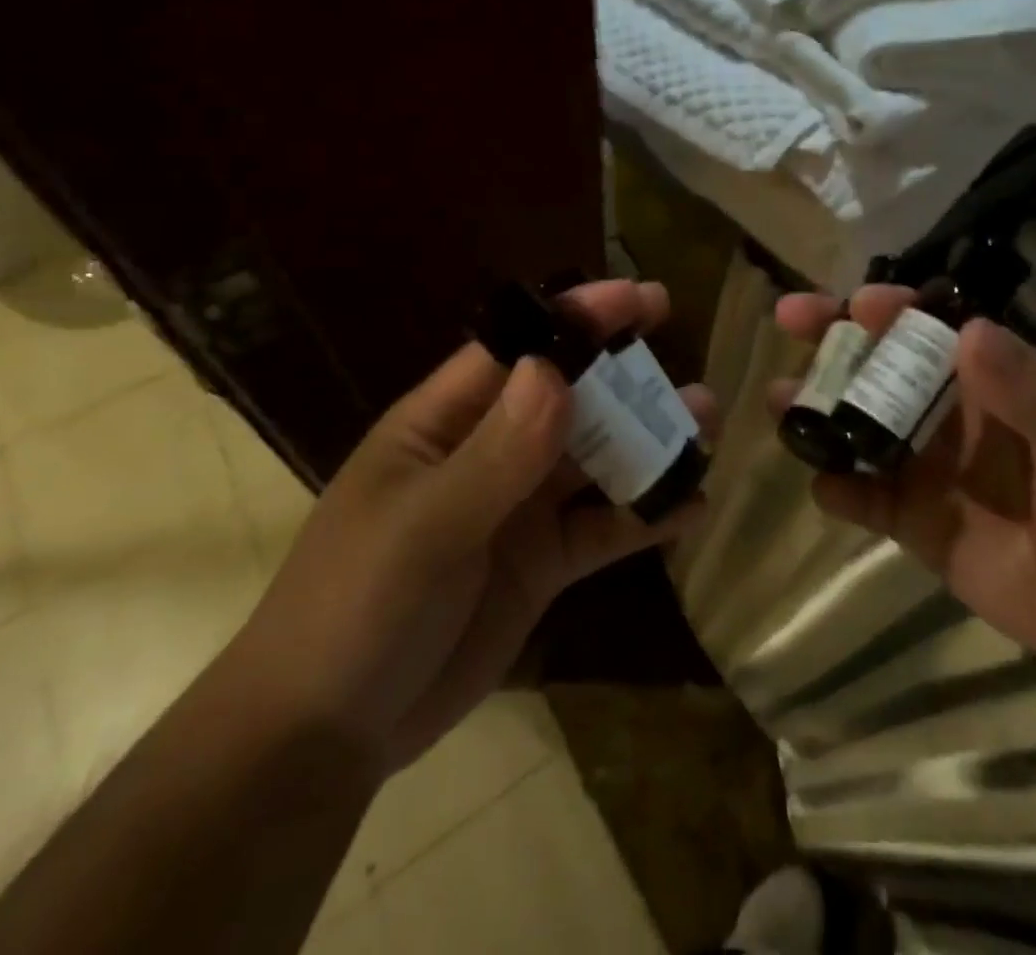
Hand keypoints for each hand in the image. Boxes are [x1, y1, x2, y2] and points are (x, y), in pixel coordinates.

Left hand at [232, 279, 713, 775]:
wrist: (328, 737)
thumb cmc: (355, 609)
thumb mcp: (423, 528)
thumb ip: (494, 454)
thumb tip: (554, 369)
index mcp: (444, 424)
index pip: (516, 350)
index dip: (576, 318)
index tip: (640, 298)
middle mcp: (489, 454)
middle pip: (570, 401)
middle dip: (628, 379)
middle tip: (690, 364)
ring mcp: (519, 510)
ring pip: (596, 460)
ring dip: (650, 443)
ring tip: (707, 425)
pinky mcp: (543, 564)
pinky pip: (604, 529)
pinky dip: (646, 516)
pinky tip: (692, 508)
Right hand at [774, 286, 1035, 693]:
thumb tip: (970, 330)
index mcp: (993, 381)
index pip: (932, 329)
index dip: (892, 309)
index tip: (855, 303)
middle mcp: (950, 413)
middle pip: (881, 365)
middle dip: (834, 340)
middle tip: (789, 320)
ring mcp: (927, 467)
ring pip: (859, 425)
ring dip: (819, 410)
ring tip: (780, 403)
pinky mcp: (914, 520)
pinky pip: (865, 497)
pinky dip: (839, 489)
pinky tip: (822, 485)